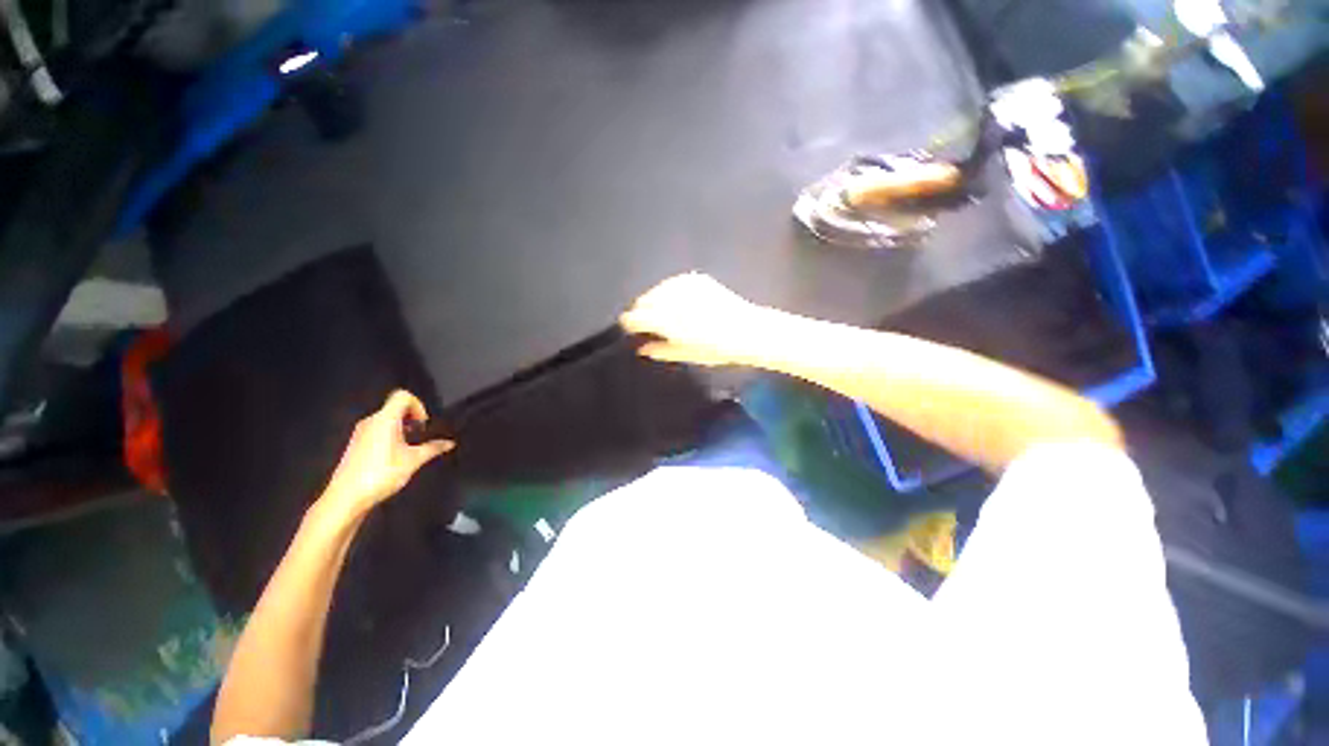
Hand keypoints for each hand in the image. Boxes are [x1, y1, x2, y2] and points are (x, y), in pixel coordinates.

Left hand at [318, 390, 453, 521]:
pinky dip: (390, 436)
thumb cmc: (381, 474)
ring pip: (386, 420)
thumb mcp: (413, 461)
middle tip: (420, 436)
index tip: (423, 425)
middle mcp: (371, 421)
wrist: (346, 497)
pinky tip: (394, 456)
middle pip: (395, 407)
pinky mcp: (355, 444)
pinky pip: (377, 430)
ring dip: (401, 428)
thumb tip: (450, 443)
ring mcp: (361, 432)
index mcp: (385, 419)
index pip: (403, 396)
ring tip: (409, 448)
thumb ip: (433, 448)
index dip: (418, 405)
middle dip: (412, 418)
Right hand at [619, 272, 766, 366]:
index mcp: (669, 321)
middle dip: (642, 312)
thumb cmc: (718, 349)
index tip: (631, 328)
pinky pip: (672, 283)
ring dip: (654, 301)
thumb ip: (660, 350)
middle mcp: (674, 300)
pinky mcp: (697, 279)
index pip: (636, 317)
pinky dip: (669, 291)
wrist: (748, 331)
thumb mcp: (687, 354)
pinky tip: (677, 301)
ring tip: (664, 314)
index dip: (630, 323)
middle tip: (648, 324)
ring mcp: (686, 286)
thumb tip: (641, 347)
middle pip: (643, 301)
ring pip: (656, 290)